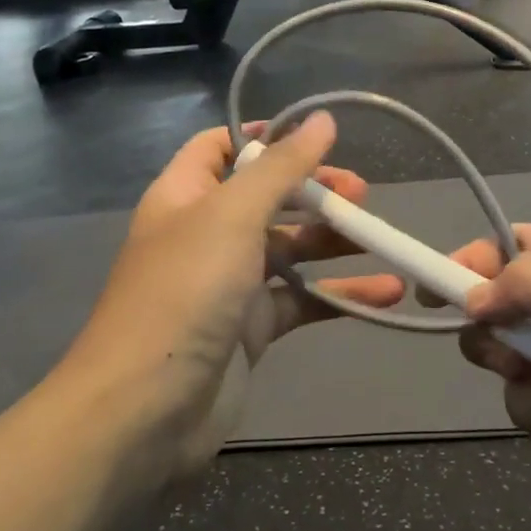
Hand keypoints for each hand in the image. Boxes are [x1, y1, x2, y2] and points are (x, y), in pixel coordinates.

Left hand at [65, 114, 402, 473]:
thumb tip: (322, 119)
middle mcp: (205, 234)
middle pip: (266, 197)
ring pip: (288, 249)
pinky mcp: (250, 329)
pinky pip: (301, 300)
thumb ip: (281, 167)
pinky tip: (385, 292)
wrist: (145, 411)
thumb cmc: (184, 293)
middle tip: (360, 194)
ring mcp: (228, 284)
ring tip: (379, 235)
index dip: (263, 136)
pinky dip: (339, 294)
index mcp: (185, 196)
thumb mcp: (233, 215)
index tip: (315, 136)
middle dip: (313, 191)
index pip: (220, 147)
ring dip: (332, 241)